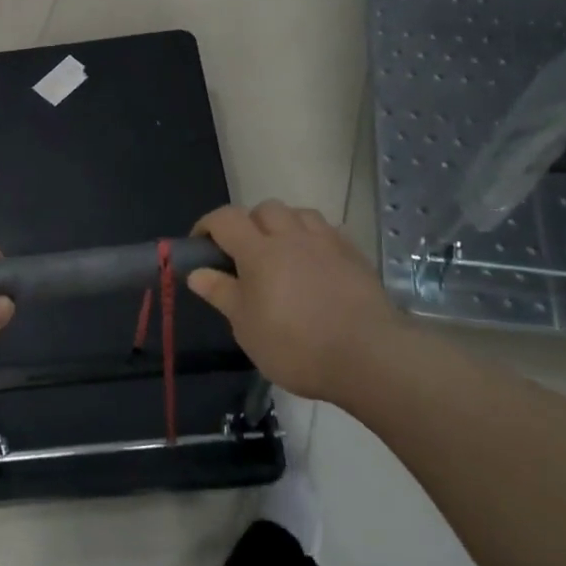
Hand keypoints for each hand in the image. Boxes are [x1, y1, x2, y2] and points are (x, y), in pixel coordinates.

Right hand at [188, 201, 407, 403]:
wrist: (369, 356)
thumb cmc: (296, 345)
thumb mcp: (246, 327)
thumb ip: (221, 293)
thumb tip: (196, 272)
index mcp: (258, 251)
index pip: (225, 219)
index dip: (207, 225)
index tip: (199, 246)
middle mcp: (291, 236)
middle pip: (264, 209)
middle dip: (248, 223)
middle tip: (244, 254)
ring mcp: (327, 243)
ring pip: (299, 214)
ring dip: (284, 225)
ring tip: (282, 253)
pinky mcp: (354, 255)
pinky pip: (328, 232)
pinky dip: (313, 239)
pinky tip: (315, 263)